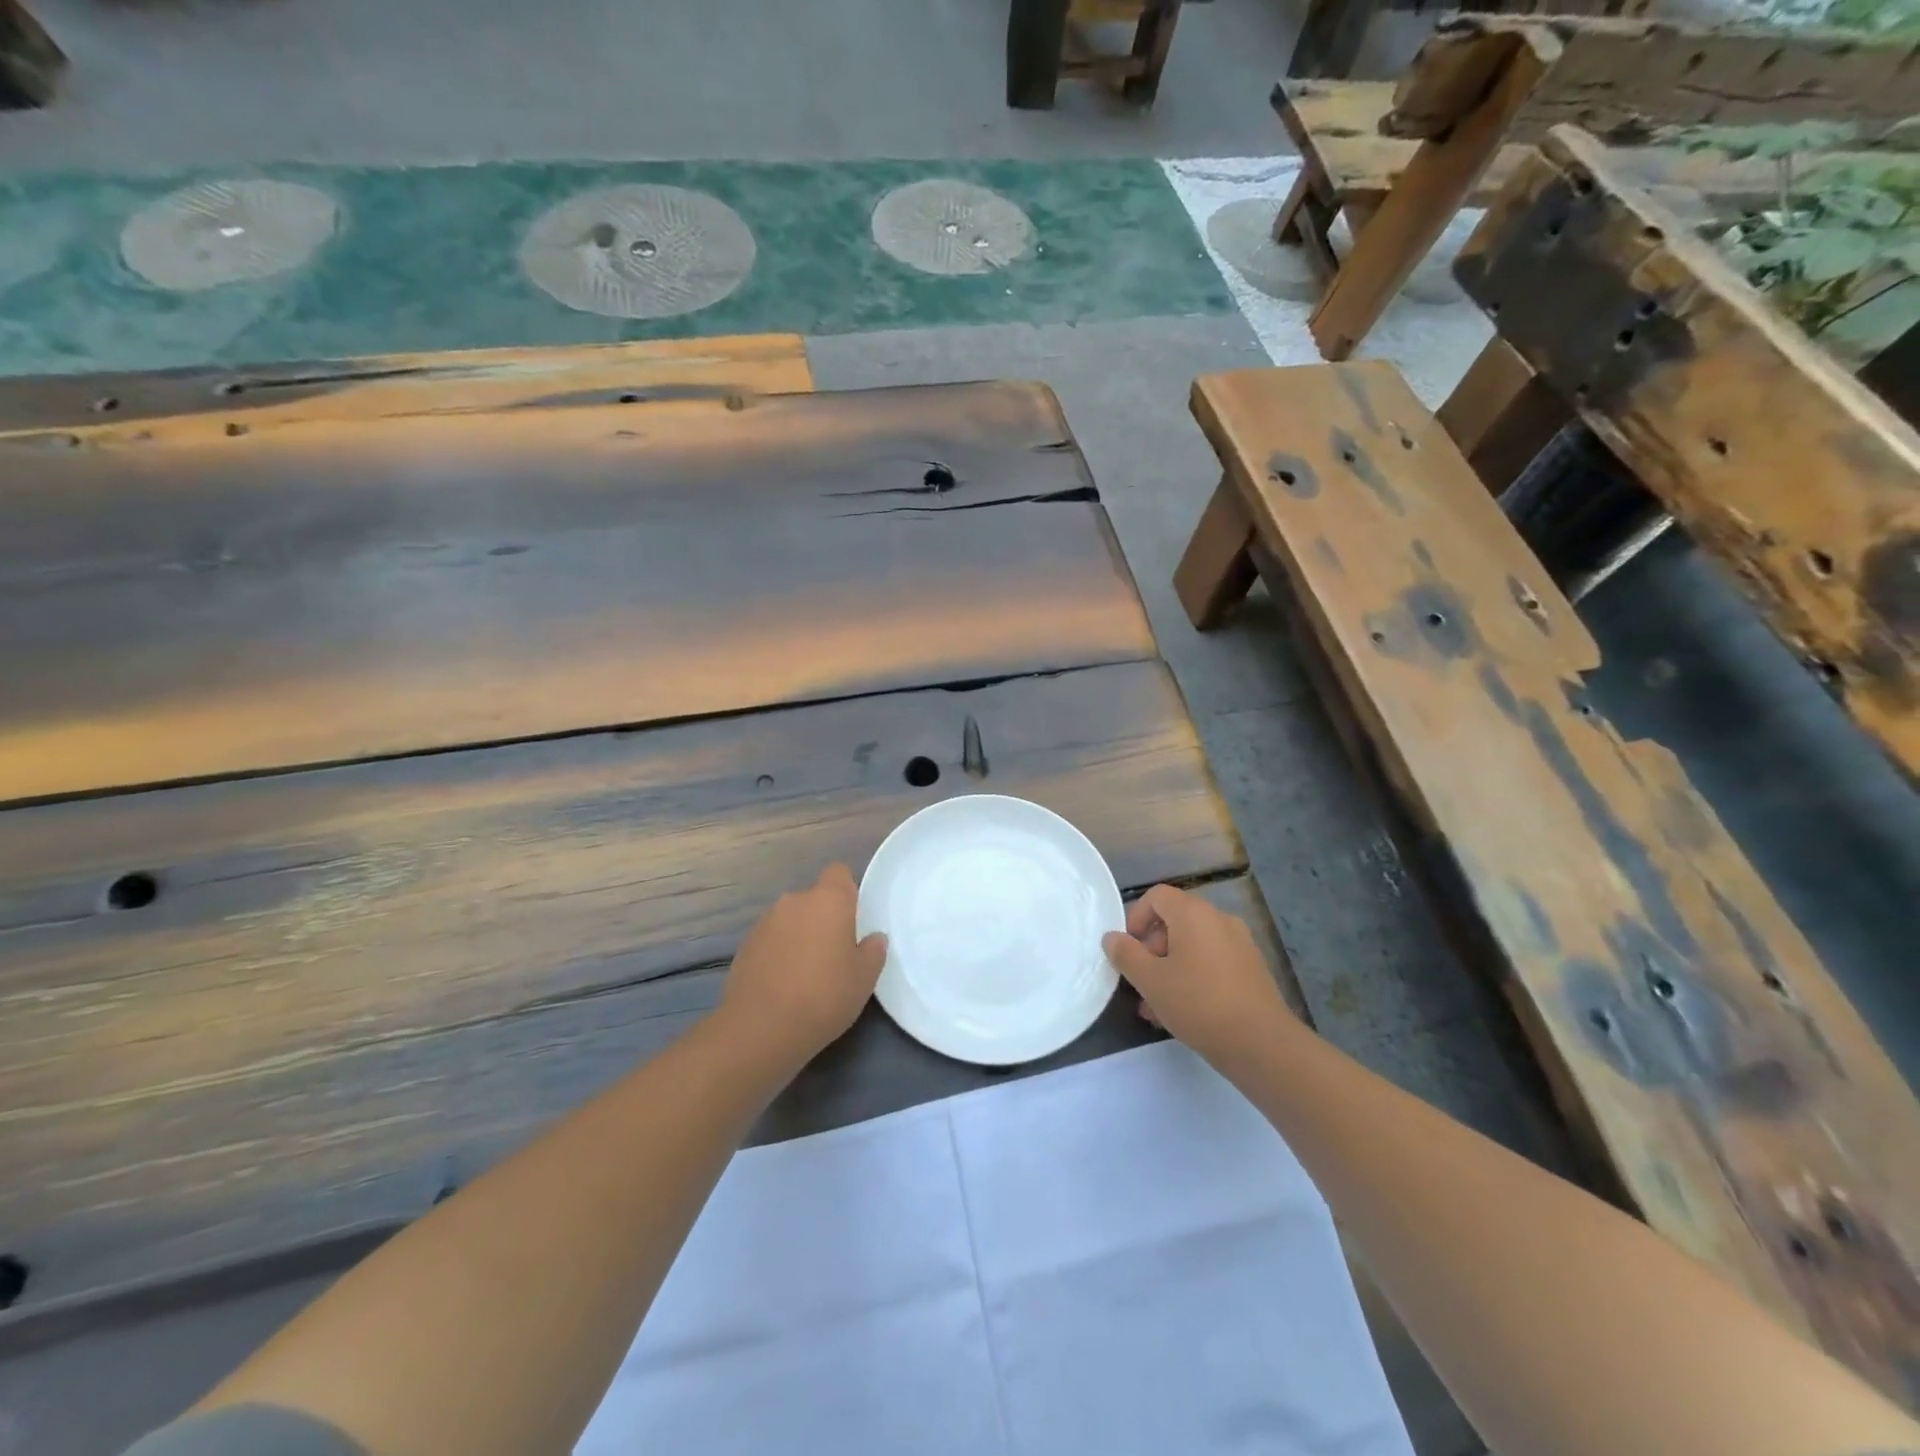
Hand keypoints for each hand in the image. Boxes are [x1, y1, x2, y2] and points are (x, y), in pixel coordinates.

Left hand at [721, 864, 888, 1064]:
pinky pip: (771, 940)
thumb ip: (873, 951)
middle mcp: (794, 901)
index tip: (853, 919)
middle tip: (834, 953)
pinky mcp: (745, 945)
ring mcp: (765, 922)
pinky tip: (783, 985)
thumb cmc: (825, 995)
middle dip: (823, 919)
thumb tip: (873, 938)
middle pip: (814, 899)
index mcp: (828, 900)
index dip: (847, 891)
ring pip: (791, 920)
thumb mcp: (864, 978)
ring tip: (806, 974)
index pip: (838, 873)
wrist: (761, 1028)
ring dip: (799, 936)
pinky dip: (779, 953)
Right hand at [1102, 885, 1295, 1068]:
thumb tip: (1112, 938)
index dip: (1135, 918)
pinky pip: (1212, 961)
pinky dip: (1193, 976)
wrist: (1261, 1044)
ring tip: (1156, 1007)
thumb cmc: (1198, 1003)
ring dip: (1170, 968)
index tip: (1127, 950)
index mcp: (1193, 913)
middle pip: (1175, 921)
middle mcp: (1219, 919)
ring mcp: (1240, 944)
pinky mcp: (1251, 969)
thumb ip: (1126, 955)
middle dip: (1151, 950)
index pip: (1157, 896)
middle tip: (1140, 982)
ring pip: (1193, 946)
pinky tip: (1184, 1012)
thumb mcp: (1150, 981)